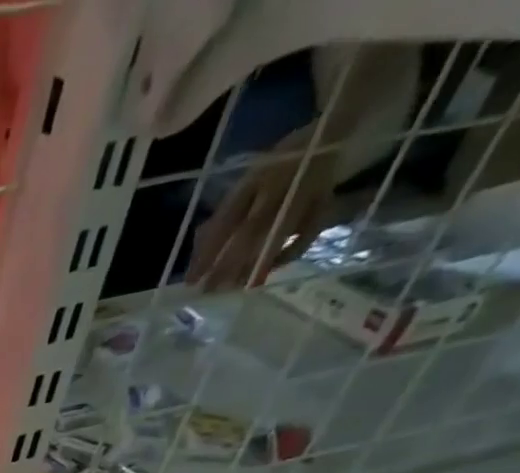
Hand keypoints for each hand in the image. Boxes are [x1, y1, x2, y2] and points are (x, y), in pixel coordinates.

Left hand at [189, 143, 337, 290]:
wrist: (328, 134)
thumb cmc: (274, 168)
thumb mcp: (244, 185)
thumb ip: (221, 218)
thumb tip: (197, 258)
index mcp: (255, 178)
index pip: (226, 220)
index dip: (207, 252)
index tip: (191, 281)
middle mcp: (280, 184)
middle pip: (251, 229)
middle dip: (228, 264)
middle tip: (210, 291)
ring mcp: (306, 192)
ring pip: (279, 234)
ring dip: (254, 265)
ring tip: (234, 288)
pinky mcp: (326, 201)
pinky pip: (308, 234)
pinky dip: (286, 256)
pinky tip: (265, 274)